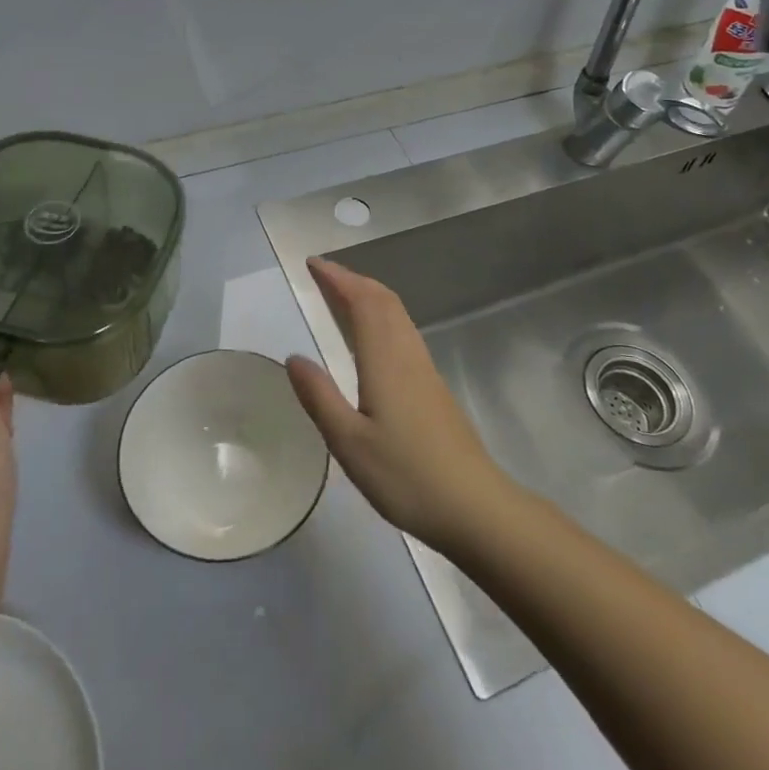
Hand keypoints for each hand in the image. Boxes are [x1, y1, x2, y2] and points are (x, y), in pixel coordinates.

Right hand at [286, 257, 517, 554]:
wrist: (474, 506)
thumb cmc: (407, 475)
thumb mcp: (349, 443)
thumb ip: (320, 397)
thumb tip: (293, 357)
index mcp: (385, 360)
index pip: (361, 302)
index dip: (337, 278)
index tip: (313, 264)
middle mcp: (407, 354)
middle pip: (383, 300)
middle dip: (353, 280)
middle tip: (323, 274)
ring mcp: (425, 369)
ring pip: (397, 314)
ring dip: (369, 295)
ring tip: (343, 295)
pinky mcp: (433, 387)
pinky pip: (404, 331)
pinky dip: (382, 316)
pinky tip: (373, 338)